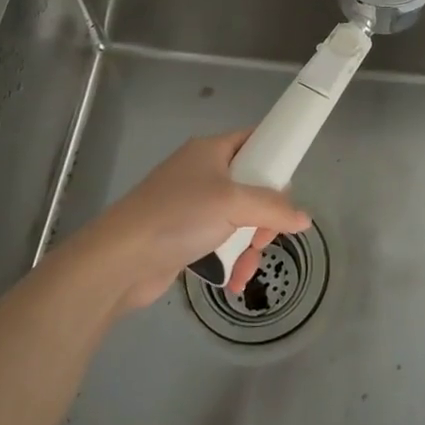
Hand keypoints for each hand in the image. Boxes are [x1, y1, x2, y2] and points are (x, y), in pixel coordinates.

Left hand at [68, 130, 311, 312]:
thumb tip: (304, 218)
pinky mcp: (183, 237)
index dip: (275, 158)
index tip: (288, 188)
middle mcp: (202, 173)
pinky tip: (232, 283)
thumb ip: (274, 208)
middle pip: (252, 187)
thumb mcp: (234, 203)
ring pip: (239, 220)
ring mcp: (192, 206)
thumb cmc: (179, 216)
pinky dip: (230, 261)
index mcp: (212, 151)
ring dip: (249, 247)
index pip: (254, 141)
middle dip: (264, 218)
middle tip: (263, 238)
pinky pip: (220, 243)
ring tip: (244, 269)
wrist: (120, 259)